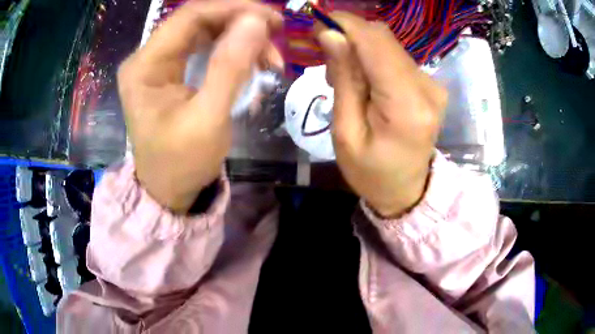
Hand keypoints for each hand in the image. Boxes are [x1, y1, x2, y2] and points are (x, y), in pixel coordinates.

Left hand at [117, 1, 282, 212]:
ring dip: (240, 40)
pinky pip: (205, 49)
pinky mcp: (171, 72)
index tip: (271, 18)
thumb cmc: (182, 163)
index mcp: (144, 66)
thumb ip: (230, 67)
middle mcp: (147, 57)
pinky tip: (251, 69)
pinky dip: (232, 54)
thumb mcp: (208, 119)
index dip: (233, 9)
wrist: (169, 191)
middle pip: (199, 21)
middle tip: (276, 36)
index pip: (190, 16)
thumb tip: (257, 21)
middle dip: (241, 23)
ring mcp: (158, 64)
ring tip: (269, 61)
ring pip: (205, 32)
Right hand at [316, 13, 446, 217]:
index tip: (318, 24)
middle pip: (383, 38)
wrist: (406, 190)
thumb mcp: (345, 132)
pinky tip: (364, 79)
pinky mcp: (430, 84)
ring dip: (360, 48)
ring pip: (388, 44)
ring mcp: (432, 84)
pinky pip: (396, 56)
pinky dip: (374, 58)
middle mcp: (427, 87)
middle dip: (349, 36)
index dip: (345, 24)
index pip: (375, 43)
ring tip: (344, 76)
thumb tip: (331, 34)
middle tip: (327, 58)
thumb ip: (344, 79)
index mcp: (407, 105)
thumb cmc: (371, 172)